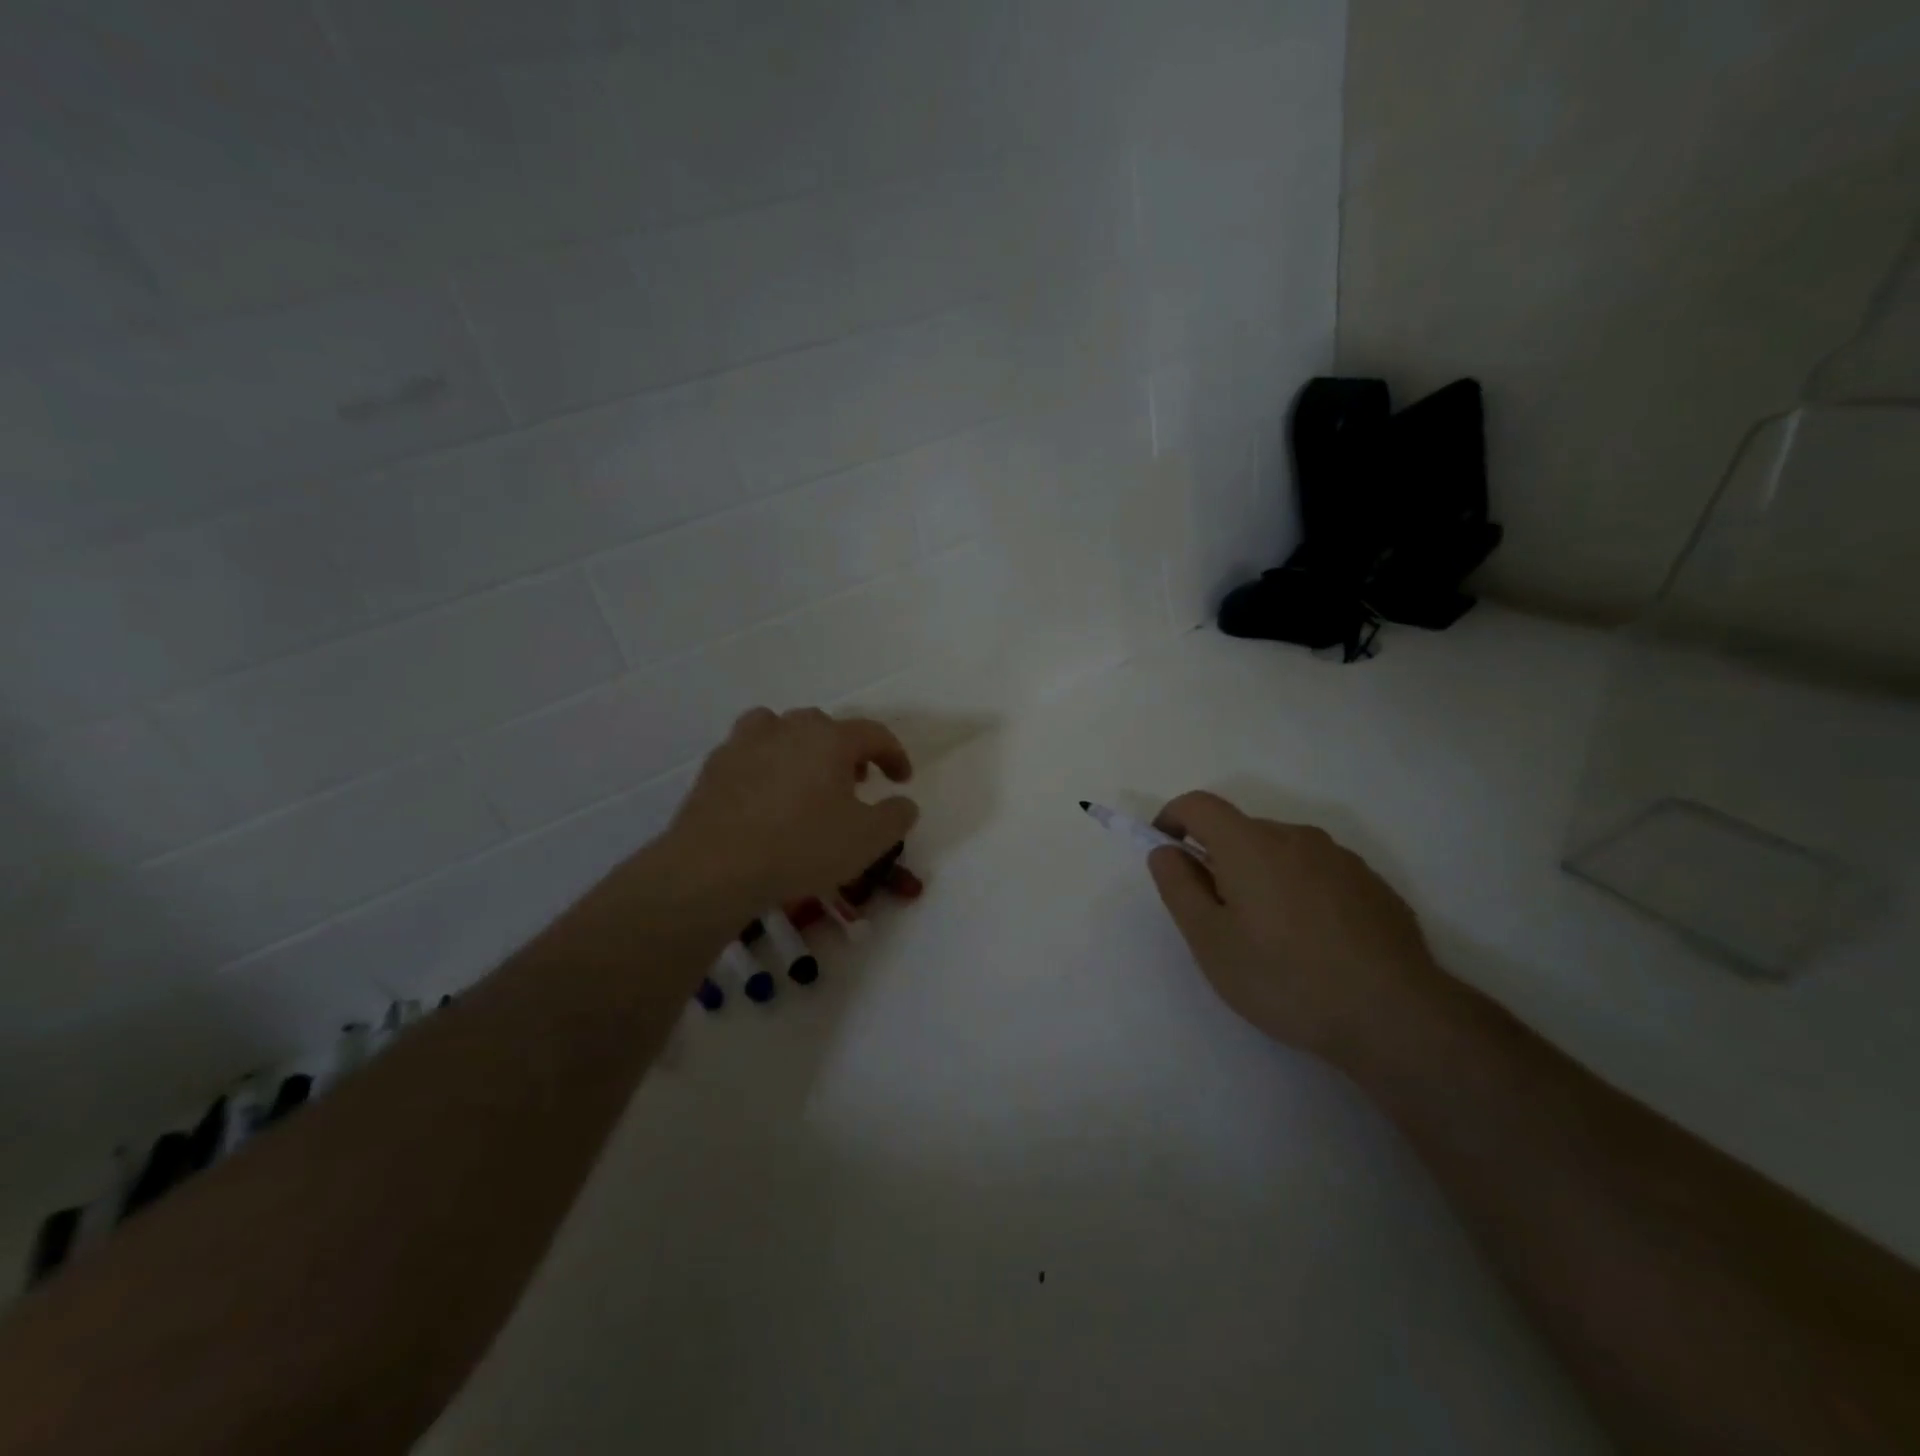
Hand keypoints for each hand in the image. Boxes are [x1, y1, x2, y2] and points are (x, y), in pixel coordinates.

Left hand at [661, 707, 918, 911]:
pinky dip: (766, 764)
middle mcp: (788, 728)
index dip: (894, 754)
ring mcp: (746, 742)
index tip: (902, 780)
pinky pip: (750, 752)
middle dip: (847, 752)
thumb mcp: (868, 840)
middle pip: (826, 727)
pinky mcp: (715, 765)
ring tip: (806, 780)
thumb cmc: (801, 847)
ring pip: (782, 729)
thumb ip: (896, 816)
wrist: (715, 867)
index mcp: (830, 739)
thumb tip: (903, 802)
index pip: (874, 734)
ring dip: (802, 748)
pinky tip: (765, 796)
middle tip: (854, 783)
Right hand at [1147, 791, 1441, 1062]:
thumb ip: (1178, 887)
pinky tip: (1312, 944)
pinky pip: (1317, 873)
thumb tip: (1165, 852)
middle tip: (1218, 917)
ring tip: (1269, 937)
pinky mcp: (1372, 884)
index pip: (1199, 805)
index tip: (1166, 852)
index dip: (1172, 819)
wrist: (1395, 1016)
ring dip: (1261, 877)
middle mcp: (1296, 837)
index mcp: (1250, 844)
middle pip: (1241, 831)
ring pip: (1281, 853)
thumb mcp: (1210, 941)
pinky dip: (1299, 892)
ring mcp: (1341, 858)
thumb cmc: (1285, 978)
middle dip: (1218, 860)